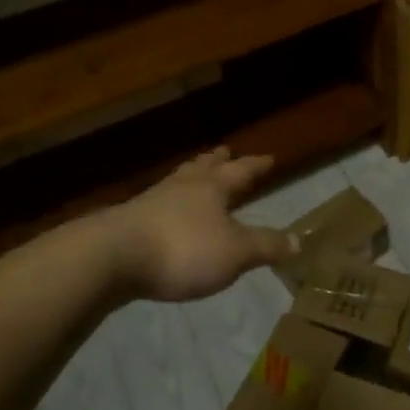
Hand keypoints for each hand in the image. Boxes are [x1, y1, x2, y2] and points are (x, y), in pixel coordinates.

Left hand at [105, 149, 296, 303]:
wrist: (111, 258)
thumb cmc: (182, 249)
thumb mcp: (235, 253)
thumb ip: (266, 246)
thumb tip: (298, 241)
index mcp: (212, 188)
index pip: (241, 171)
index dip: (256, 165)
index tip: (268, 157)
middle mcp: (183, 187)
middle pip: (204, 168)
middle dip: (217, 161)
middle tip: (225, 151)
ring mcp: (152, 201)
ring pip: (178, 181)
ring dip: (190, 176)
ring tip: (195, 173)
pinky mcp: (128, 222)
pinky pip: (157, 204)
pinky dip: (168, 202)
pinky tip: (164, 211)